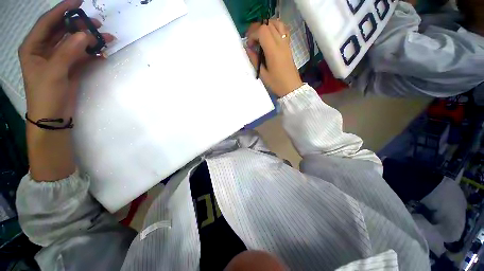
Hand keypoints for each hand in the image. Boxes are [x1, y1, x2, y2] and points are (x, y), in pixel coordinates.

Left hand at [19, 0, 113, 121]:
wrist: (53, 116)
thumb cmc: (45, 94)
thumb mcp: (54, 72)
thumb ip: (68, 52)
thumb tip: (84, 35)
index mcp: (34, 46)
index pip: (48, 22)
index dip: (62, 9)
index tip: (78, 1)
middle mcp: (45, 49)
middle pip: (63, 30)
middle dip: (79, 25)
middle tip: (97, 23)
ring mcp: (59, 58)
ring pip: (75, 42)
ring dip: (89, 39)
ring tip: (106, 37)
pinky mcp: (71, 67)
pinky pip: (82, 55)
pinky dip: (92, 53)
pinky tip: (102, 52)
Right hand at [245, 20, 302, 96]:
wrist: (291, 87)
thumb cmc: (276, 83)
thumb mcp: (263, 75)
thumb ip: (254, 60)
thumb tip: (248, 48)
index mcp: (273, 51)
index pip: (262, 31)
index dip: (253, 34)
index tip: (249, 45)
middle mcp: (281, 43)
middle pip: (268, 25)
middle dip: (257, 29)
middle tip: (252, 40)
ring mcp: (286, 43)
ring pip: (276, 24)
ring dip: (266, 26)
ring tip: (260, 36)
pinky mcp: (288, 45)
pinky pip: (283, 29)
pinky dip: (275, 27)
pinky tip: (270, 35)